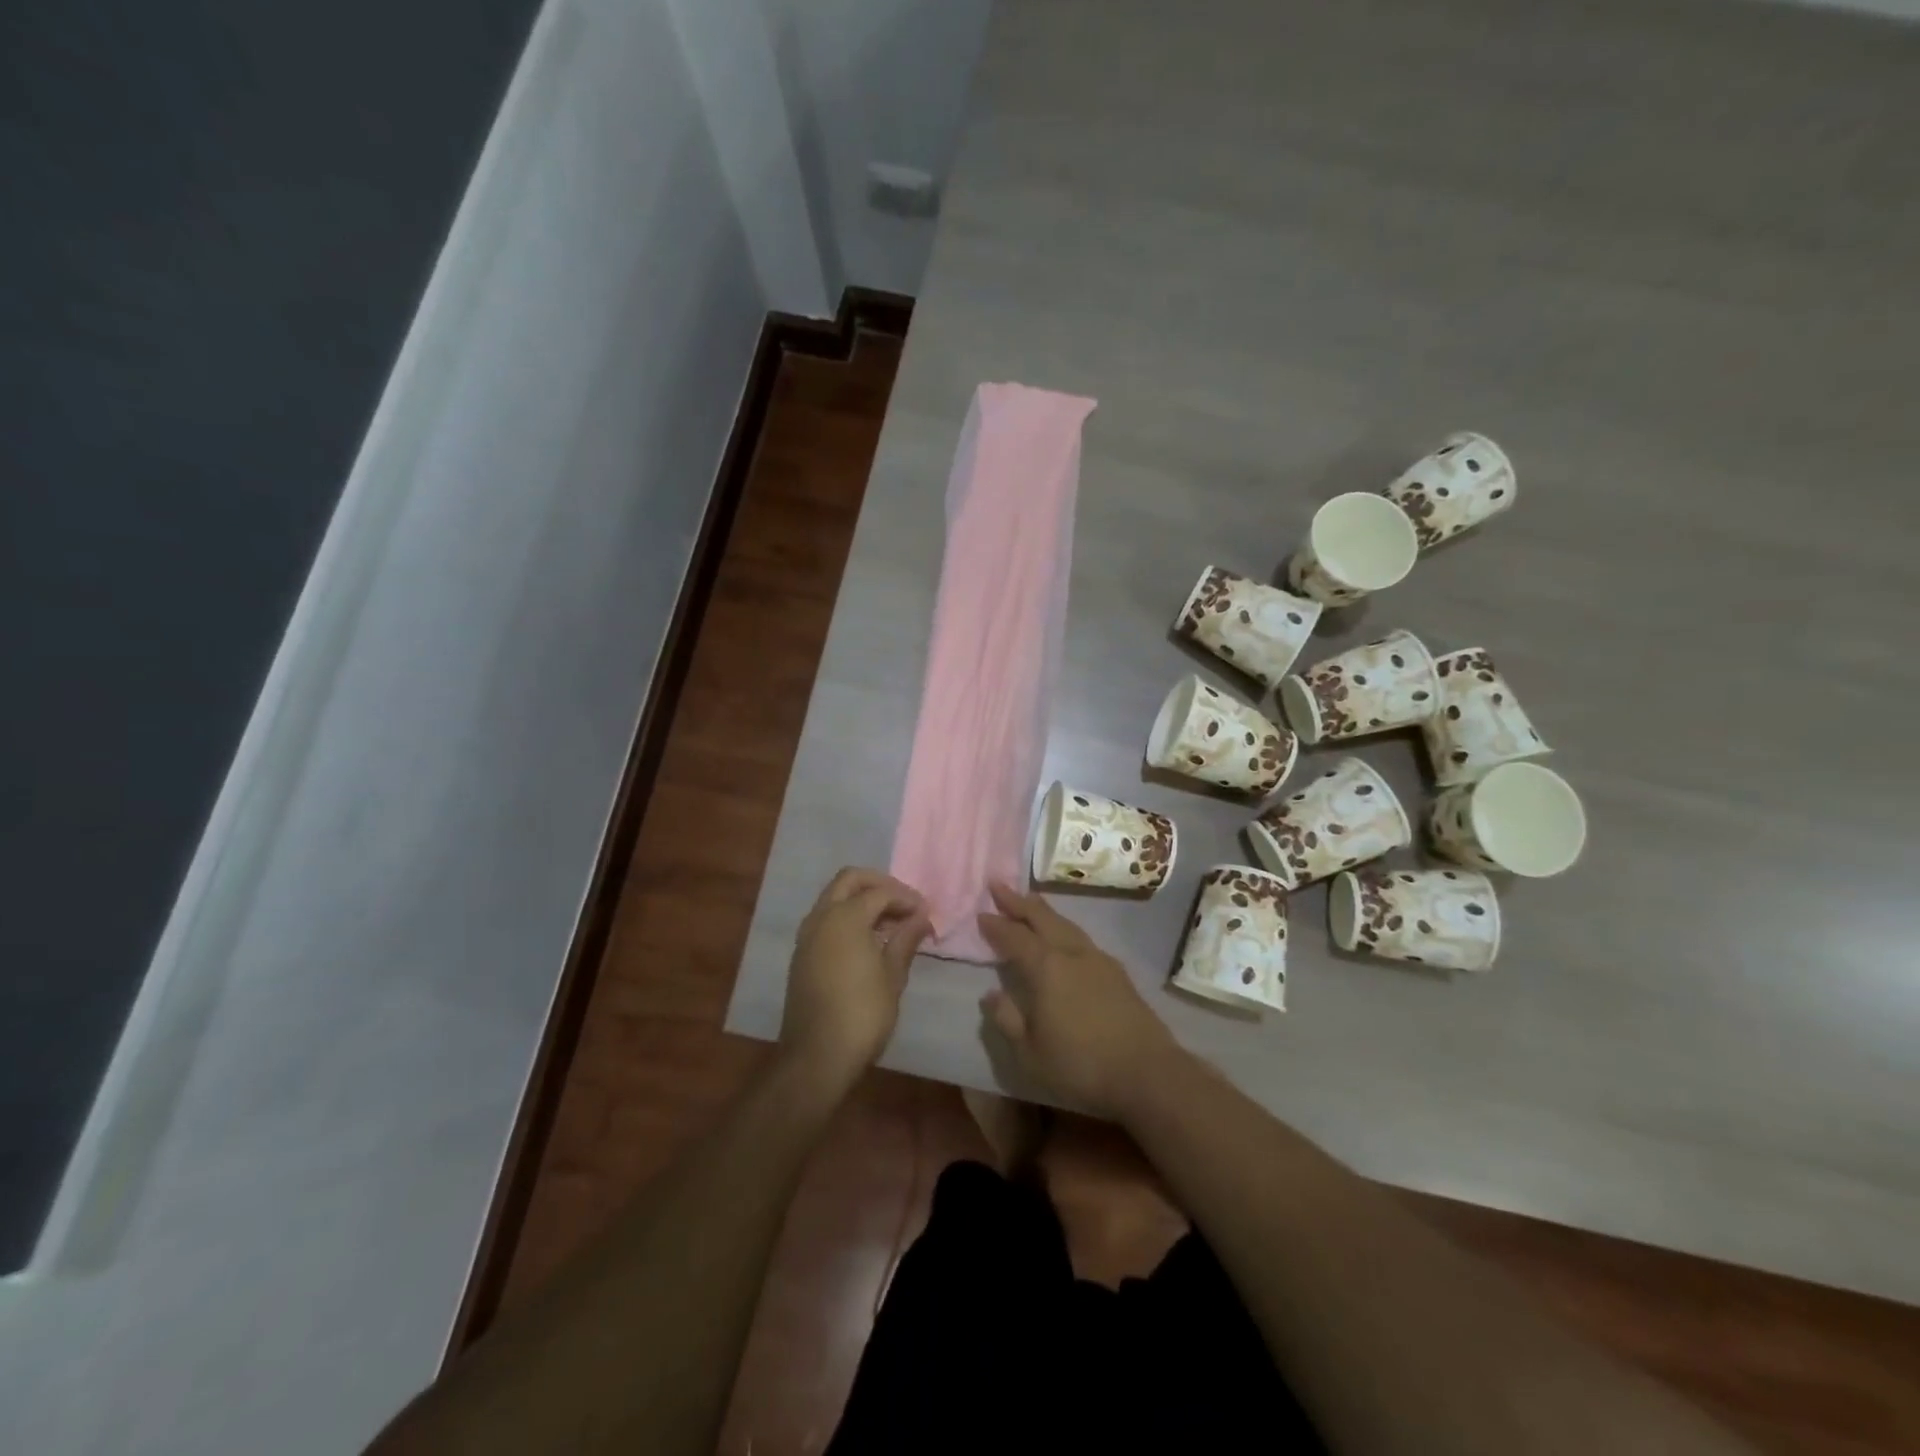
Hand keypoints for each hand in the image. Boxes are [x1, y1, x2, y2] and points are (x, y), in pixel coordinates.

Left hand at [781, 868, 931, 1088]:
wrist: (816, 1056)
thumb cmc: (862, 1014)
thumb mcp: (892, 976)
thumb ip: (905, 940)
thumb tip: (920, 917)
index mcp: (845, 917)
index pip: (881, 892)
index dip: (907, 898)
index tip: (926, 913)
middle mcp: (821, 917)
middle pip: (850, 880)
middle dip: (879, 884)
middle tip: (904, 903)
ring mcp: (807, 936)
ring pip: (834, 898)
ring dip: (861, 900)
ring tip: (890, 923)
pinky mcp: (802, 954)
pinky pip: (826, 919)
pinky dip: (847, 917)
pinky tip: (868, 941)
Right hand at [978, 882, 1182, 1119]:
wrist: (1147, 1073)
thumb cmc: (1081, 1065)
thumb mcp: (1030, 1053)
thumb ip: (1008, 1020)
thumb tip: (991, 994)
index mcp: (1046, 968)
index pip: (1014, 937)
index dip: (996, 925)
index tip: (981, 913)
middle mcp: (1072, 953)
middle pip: (1042, 918)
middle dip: (1018, 901)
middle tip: (999, 885)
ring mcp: (1099, 959)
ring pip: (1066, 924)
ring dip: (1044, 911)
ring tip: (1031, 902)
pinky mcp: (1118, 972)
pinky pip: (1082, 938)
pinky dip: (1064, 928)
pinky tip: (1065, 938)